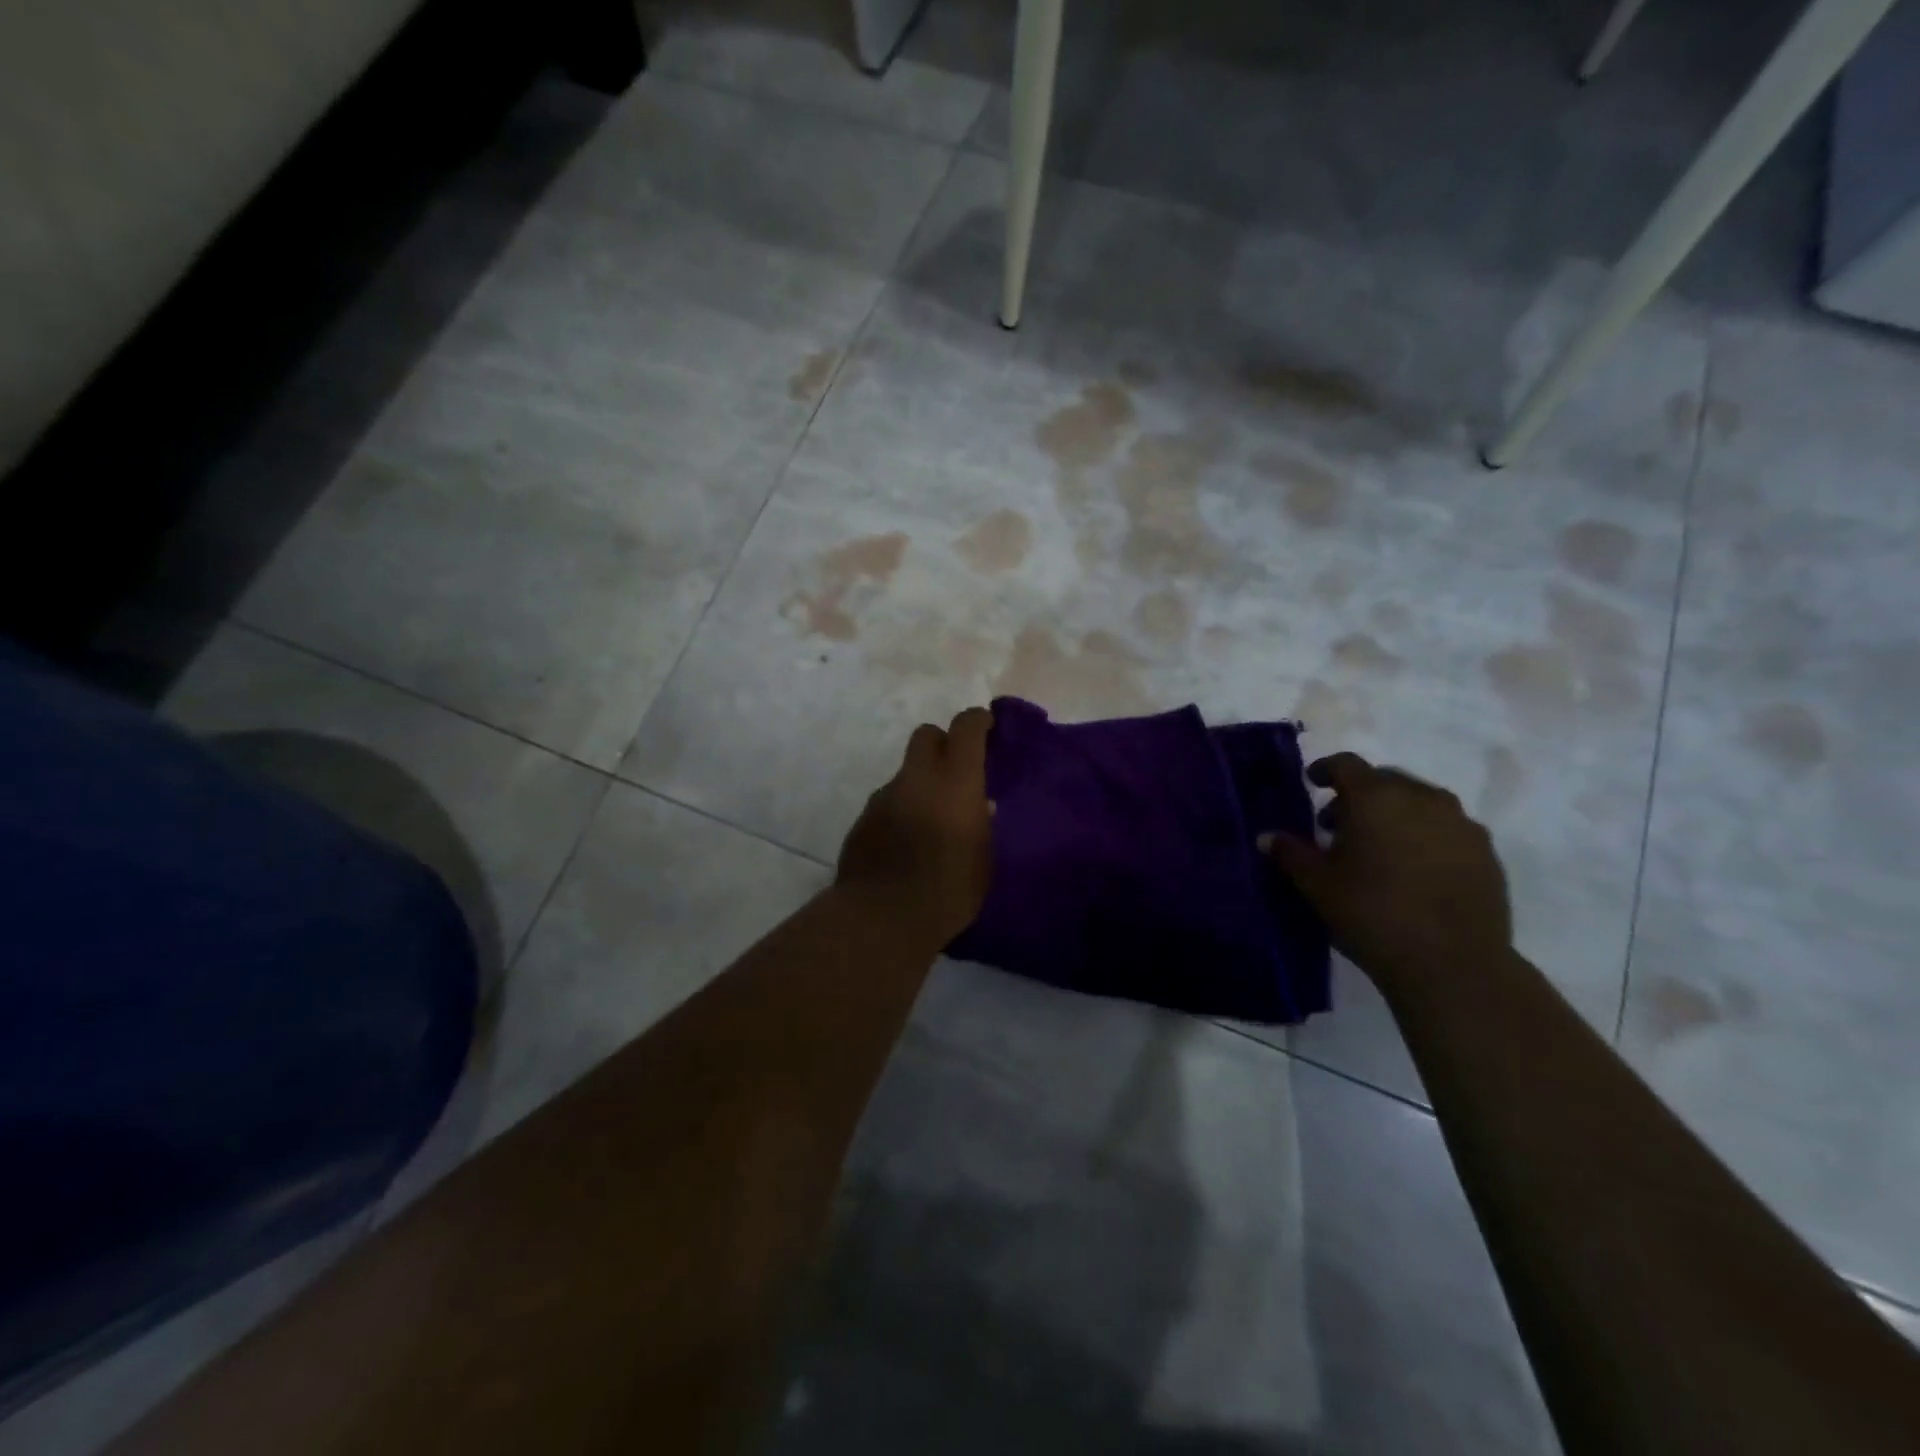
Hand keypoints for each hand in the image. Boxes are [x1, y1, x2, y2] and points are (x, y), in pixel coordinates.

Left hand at [836, 708, 994, 946]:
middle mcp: (917, 778)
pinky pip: (887, 803)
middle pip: (926, 735)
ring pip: (905, 773)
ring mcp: (884, 796)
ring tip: (930, 822)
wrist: (883, 916)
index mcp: (955, 781)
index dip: (977, 721)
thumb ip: (981, 826)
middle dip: (942, 744)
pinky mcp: (862, 819)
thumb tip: (979, 807)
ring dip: (919, 785)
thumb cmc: (949, 889)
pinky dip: (899, 811)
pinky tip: (904, 844)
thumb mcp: (983, 860)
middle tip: (955, 772)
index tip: (986, 727)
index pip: (965, 727)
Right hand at [1264, 752, 1511, 989]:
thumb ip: (1290, 854)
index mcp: (1376, 797)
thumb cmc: (1372, 914)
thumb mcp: (1317, 885)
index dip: (1325, 769)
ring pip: (1420, 802)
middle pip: (1385, 780)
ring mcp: (1461, 823)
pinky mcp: (1486, 852)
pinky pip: (1447, 829)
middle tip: (1337, 825)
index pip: (1346, 764)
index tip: (1312, 782)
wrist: (1453, 965)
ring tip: (1378, 848)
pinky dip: (1425, 836)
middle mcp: (1422, 798)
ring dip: (1394, 814)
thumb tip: (1267, 837)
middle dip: (1359, 795)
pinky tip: (1414, 868)